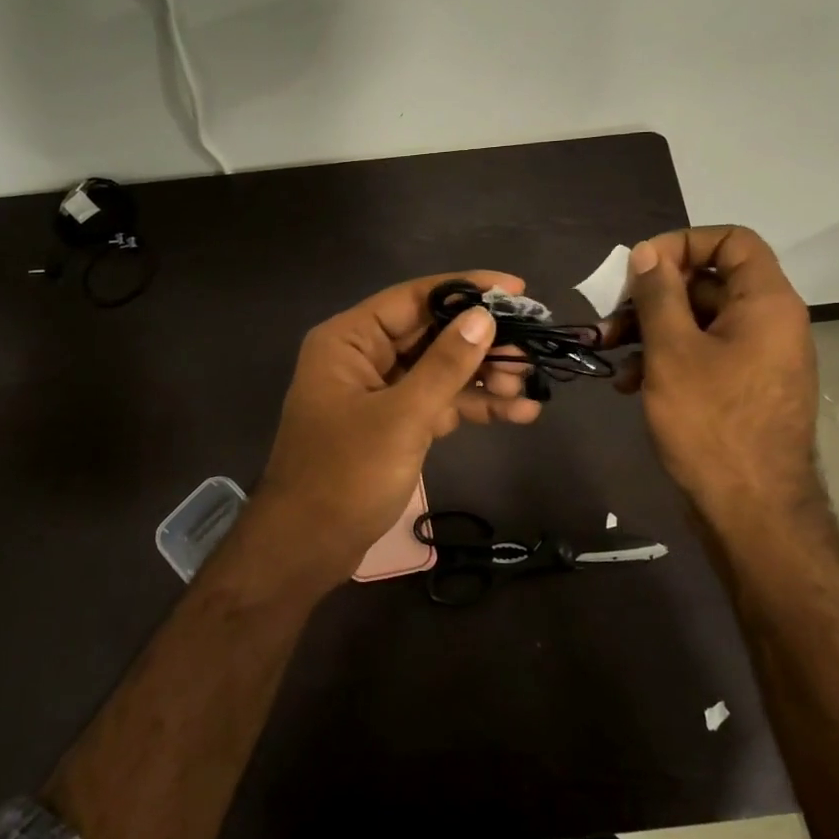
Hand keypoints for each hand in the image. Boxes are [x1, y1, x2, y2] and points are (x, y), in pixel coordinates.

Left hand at [247, 271, 543, 585]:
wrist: (308, 548)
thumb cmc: (345, 475)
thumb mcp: (402, 417)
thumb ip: (445, 365)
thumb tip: (484, 317)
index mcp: (350, 340)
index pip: (414, 298)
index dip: (467, 289)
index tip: (516, 290)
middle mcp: (364, 356)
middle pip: (432, 333)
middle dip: (482, 342)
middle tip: (531, 350)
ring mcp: (380, 392)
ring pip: (440, 369)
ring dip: (483, 376)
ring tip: (529, 386)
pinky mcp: (395, 423)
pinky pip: (439, 402)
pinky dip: (473, 406)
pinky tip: (518, 412)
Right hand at [611, 228, 818, 513]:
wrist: (752, 512)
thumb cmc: (710, 422)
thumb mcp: (672, 351)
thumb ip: (658, 294)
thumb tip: (648, 253)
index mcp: (765, 303)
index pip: (732, 241)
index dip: (683, 242)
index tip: (641, 266)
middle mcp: (769, 322)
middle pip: (708, 281)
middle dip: (653, 294)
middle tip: (611, 315)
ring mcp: (757, 358)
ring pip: (699, 321)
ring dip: (651, 329)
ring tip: (610, 352)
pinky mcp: (742, 388)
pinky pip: (703, 354)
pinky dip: (666, 358)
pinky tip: (630, 383)